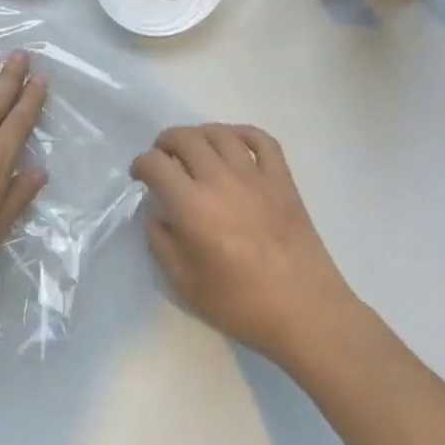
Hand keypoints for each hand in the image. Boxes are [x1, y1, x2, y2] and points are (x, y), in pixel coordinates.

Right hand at [130, 125, 362, 369]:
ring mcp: (255, 176)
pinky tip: (233, 143)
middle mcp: (220, 180)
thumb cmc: (241, 304)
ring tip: (194, 150)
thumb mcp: (184, 284)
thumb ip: (162, 244)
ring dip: (199, 135)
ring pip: (220, 133)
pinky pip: (262, 140)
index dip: (140, 165)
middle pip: (185, 139)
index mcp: (192, 206)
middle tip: (162, 160)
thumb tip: (159, 216)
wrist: (305, 311)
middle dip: (165, 143)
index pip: (155, 165)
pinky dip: (243, 133)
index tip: (139, 176)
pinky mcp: (283, 180)